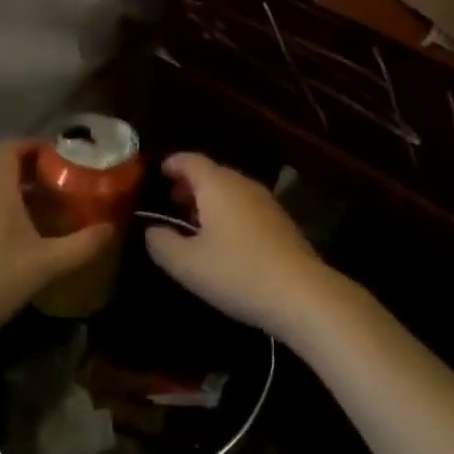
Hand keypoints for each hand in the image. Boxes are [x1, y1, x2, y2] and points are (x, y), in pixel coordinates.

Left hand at [0, 140, 115, 345]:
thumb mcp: (45, 265)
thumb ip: (81, 245)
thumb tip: (111, 228)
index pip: (8, 148)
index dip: (32, 144)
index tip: (60, 154)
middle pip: (6, 172)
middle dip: (38, 174)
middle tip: (68, 186)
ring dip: (27, 199)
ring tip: (56, 215)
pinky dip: (13, 220)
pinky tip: (31, 245)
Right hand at [145, 153, 347, 342]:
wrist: (300, 292)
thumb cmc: (237, 272)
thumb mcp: (187, 264)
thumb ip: (162, 244)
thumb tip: (152, 230)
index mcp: (218, 185)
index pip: (190, 160)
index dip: (171, 164)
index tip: (157, 173)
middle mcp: (243, 184)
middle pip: (212, 173)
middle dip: (189, 184)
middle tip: (169, 201)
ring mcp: (266, 201)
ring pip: (230, 190)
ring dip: (209, 200)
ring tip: (192, 222)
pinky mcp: (280, 221)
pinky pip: (245, 206)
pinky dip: (228, 212)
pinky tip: (222, 239)